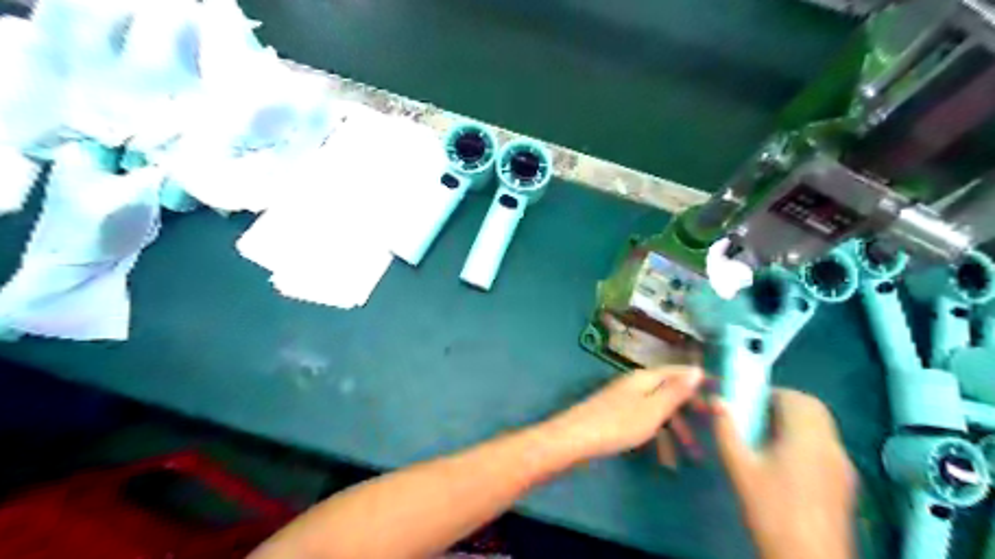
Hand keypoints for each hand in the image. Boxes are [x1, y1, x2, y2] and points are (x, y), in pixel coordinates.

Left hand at [542, 364, 703, 459]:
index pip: (678, 371)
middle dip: (690, 409)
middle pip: (668, 391)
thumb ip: (675, 391)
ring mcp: (624, 400)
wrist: (576, 438)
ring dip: (676, 428)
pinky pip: (645, 421)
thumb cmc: (619, 424)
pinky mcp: (616, 416)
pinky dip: (658, 435)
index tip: (719, 391)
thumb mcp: (654, 409)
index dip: (698, 380)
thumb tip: (697, 369)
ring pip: (658, 410)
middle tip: (710, 426)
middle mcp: (635, 384)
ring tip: (692, 453)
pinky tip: (664, 455)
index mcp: (645, 378)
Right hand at [716, 389, 855, 557]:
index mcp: (807, 438)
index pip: (797, 398)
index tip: (750, 402)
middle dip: (786, 404)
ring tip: (768, 439)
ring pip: (823, 427)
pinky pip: (827, 447)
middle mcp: (831, 446)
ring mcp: (843, 466)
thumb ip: (727, 430)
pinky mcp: (845, 483)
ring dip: (797, 422)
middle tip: (758, 416)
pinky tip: (786, 463)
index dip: (773, 393)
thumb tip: (718, 401)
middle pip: (814, 409)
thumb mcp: (740, 468)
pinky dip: (807, 440)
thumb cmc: (770, 509)